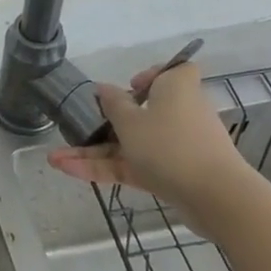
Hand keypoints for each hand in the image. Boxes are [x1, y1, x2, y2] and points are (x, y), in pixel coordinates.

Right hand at [46, 61, 253, 229]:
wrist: (215, 198)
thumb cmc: (170, 144)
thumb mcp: (130, 121)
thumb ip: (113, 104)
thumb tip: (103, 88)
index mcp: (176, 89)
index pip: (175, 72)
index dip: (154, 75)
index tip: (133, 86)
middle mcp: (179, 114)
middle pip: (142, 113)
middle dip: (105, 123)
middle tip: (84, 126)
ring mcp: (175, 147)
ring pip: (130, 144)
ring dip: (93, 152)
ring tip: (55, 159)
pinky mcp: (171, 175)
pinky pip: (134, 166)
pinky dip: (106, 168)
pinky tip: (69, 171)